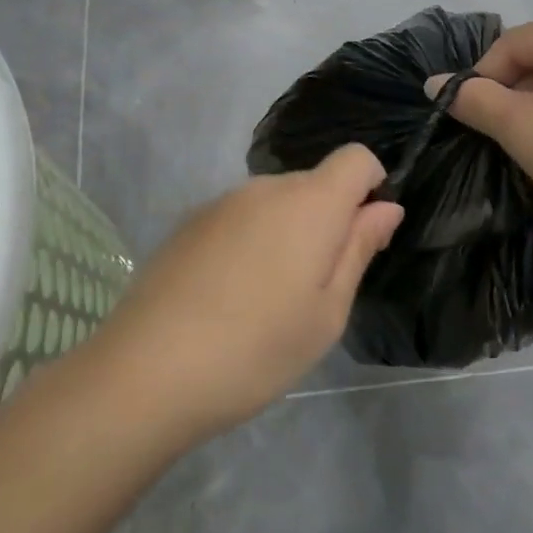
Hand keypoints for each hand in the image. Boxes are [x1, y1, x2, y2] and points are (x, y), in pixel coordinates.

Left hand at [89, 144, 402, 439]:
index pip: (356, 158)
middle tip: (315, 289)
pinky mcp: (187, 224)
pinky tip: (228, 297)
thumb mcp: (327, 312)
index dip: (371, 187)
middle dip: (328, 220)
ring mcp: (221, 203)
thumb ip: (359, 249)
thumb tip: (386, 206)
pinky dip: (249, 242)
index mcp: (310, 203)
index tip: (362, 238)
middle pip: (314, 183)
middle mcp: (265, 188)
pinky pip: (239, 218)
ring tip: (267, 300)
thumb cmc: (257, 349)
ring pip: (275, 202)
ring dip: (286, 233)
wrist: (146, 373)